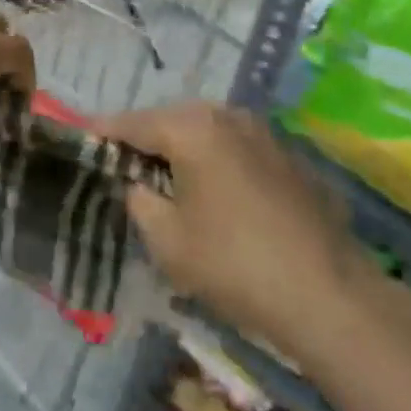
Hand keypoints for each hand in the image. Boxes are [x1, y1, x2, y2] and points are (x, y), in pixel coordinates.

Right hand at [97, 102, 370, 352]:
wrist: (330, 295)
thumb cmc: (235, 265)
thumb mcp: (168, 242)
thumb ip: (140, 202)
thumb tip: (138, 185)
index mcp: (191, 127)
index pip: (132, 122)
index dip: (103, 131)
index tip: (80, 135)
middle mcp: (226, 115)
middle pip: (170, 120)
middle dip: (145, 139)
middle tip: (123, 164)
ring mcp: (262, 132)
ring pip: (206, 131)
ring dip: (183, 149)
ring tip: (166, 177)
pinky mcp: (288, 155)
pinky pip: (235, 148)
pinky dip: (216, 161)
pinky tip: (215, 192)